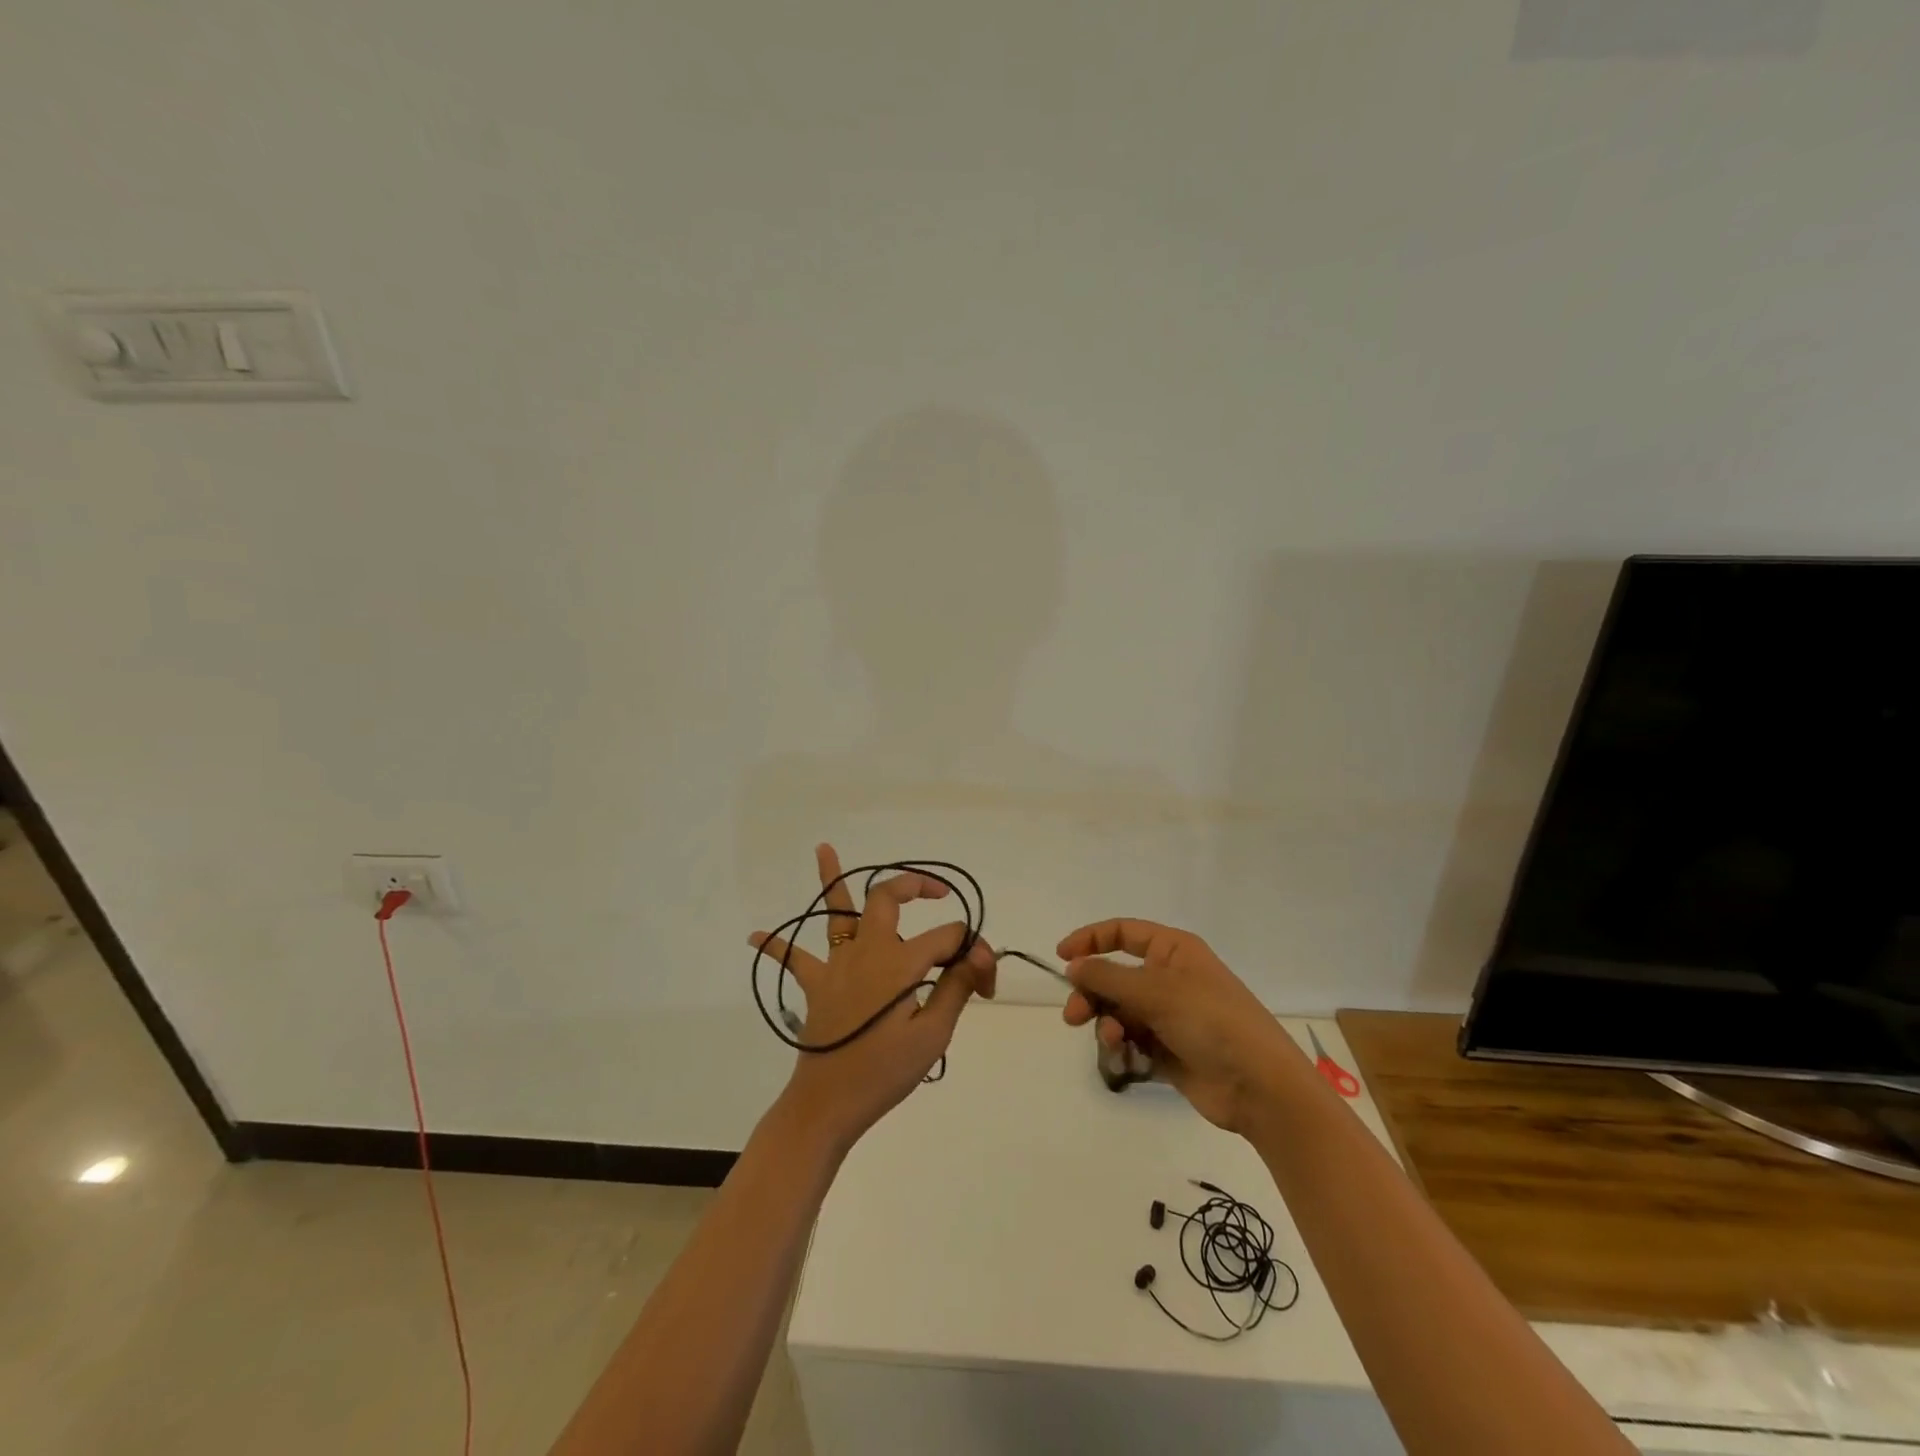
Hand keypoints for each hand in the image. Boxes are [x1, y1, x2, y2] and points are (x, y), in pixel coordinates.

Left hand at [751, 844, 995, 1155]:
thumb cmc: (884, 1073)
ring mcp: (837, 964)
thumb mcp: (933, 1035)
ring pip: (836, 912)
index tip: (986, 984)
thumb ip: (956, 987)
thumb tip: (978, 954)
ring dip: (831, 879)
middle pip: (888, 898)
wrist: (828, 1106)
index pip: (948, 938)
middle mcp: (867, 950)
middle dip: (916, 885)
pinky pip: (795, 960)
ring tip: (823, 848)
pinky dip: (775, 946)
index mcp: (900, 963)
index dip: (973, 954)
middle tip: (938, 892)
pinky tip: (754, 936)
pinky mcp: (817, 985)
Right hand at [1058, 919, 1302, 1135]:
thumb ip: (1108, 977)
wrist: (1259, 1086)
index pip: (1122, 933)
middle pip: (1114, 977)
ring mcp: (1168, 1015)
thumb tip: (1073, 966)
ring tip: (1113, 1042)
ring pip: (1118, 1011)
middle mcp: (1169, 978)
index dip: (1090, 940)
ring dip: (1108, 1024)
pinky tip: (1127, 1060)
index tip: (1061, 957)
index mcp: (1173, 950)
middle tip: (1073, 1015)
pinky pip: (1131, 1040)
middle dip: (1092, 994)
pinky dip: (1123, 1048)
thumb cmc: (1211, 1021)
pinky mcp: (1167, 1050)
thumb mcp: (1156, 991)